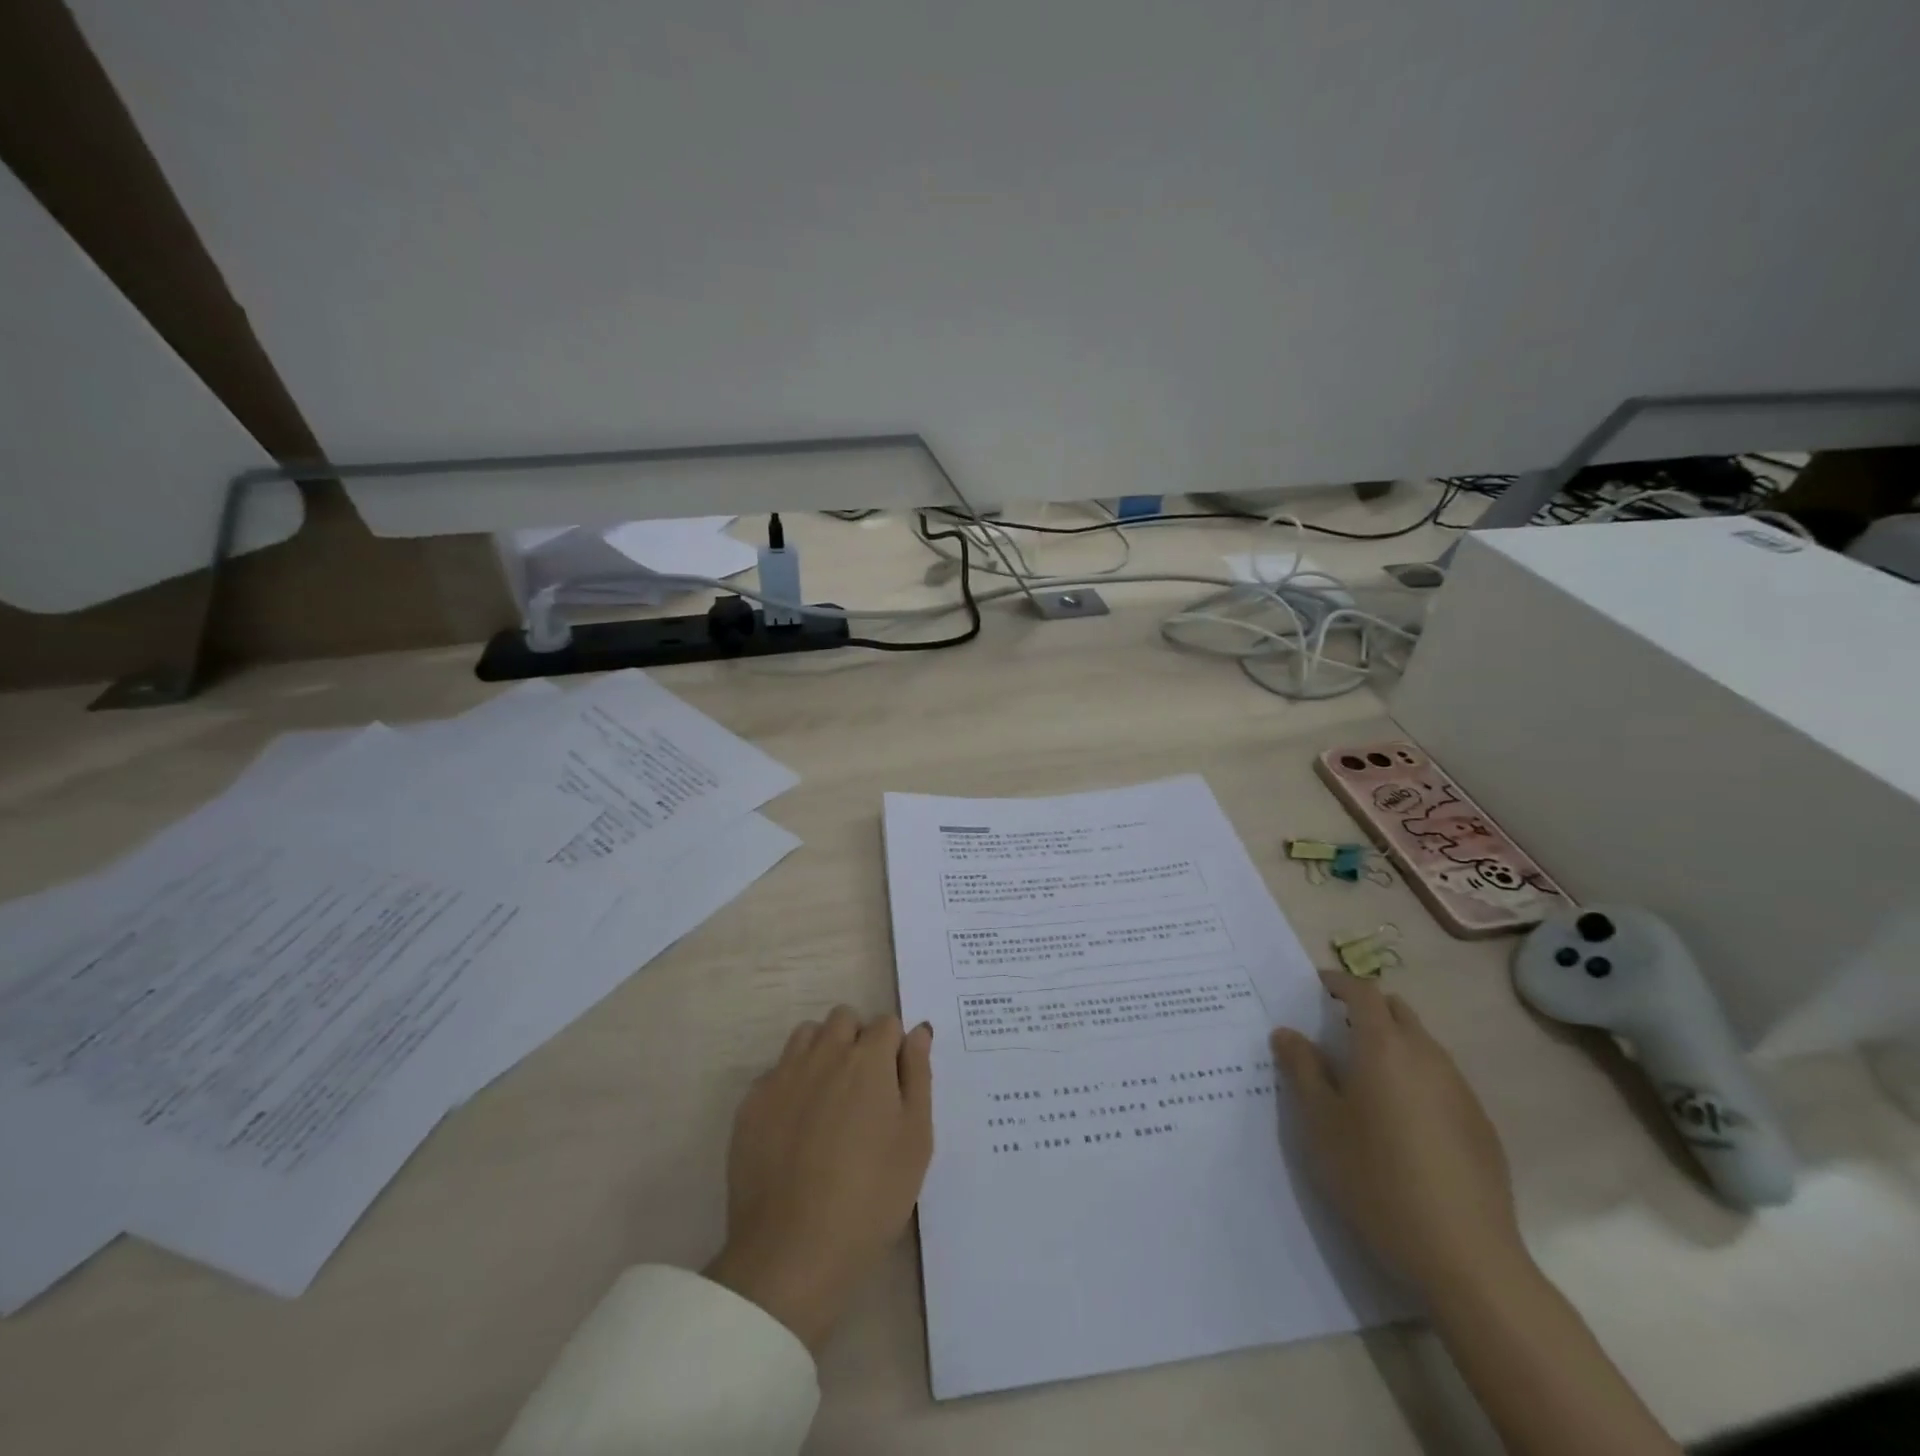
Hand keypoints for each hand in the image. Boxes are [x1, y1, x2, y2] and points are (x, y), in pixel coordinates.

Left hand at [704, 1007, 933, 1351]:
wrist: (792, 1252)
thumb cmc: (871, 1197)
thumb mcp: (915, 1140)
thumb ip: (918, 1076)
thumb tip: (918, 1032)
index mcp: (868, 1060)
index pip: (887, 1023)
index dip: (894, 1049)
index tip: (895, 1083)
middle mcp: (824, 1054)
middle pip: (843, 1018)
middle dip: (857, 1039)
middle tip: (863, 1089)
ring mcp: (783, 1075)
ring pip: (806, 1035)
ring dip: (822, 1051)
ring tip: (829, 1099)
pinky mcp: (751, 1103)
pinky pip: (776, 1071)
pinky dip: (791, 1084)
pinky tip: (796, 1126)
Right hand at [1272, 972, 1525, 1298]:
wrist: (1464, 1256)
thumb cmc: (1375, 1178)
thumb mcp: (1319, 1123)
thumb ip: (1301, 1069)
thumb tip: (1288, 1033)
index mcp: (1384, 1047)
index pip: (1363, 992)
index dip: (1339, 982)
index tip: (1317, 986)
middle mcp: (1427, 1056)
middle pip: (1398, 1011)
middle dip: (1367, 1009)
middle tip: (1335, 1031)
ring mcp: (1460, 1091)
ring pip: (1423, 1045)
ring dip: (1393, 1044)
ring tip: (1364, 1079)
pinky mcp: (1480, 1126)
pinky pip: (1442, 1080)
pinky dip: (1416, 1078)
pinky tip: (1401, 1123)